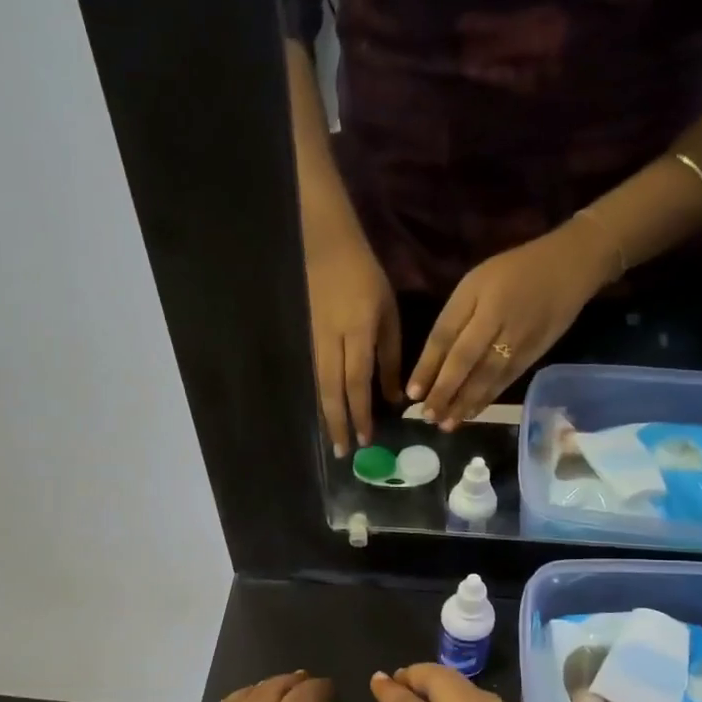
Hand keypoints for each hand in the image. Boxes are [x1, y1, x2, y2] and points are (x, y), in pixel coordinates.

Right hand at [308, 233, 401, 456]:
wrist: (327, 249)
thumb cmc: (366, 279)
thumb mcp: (388, 314)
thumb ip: (391, 356)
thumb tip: (394, 397)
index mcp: (357, 334)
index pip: (357, 383)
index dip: (361, 413)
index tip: (365, 439)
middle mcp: (332, 343)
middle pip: (332, 392)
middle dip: (338, 423)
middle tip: (342, 452)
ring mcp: (315, 342)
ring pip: (319, 386)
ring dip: (327, 416)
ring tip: (333, 439)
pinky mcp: (307, 340)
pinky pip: (314, 376)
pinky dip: (320, 398)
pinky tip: (325, 412)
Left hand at [405, 220, 616, 430]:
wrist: (571, 266)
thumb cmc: (512, 271)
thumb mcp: (475, 282)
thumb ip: (454, 318)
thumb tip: (431, 360)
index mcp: (477, 297)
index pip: (445, 336)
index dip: (427, 366)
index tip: (411, 393)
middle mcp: (496, 320)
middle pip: (465, 361)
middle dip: (444, 392)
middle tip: (427, 416)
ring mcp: (518, 339)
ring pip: (486, 376)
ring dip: (464, 403)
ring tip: (446, 424)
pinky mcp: (533, 353)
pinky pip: (506, 380)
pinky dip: (487, 399)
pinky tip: (471, 414)